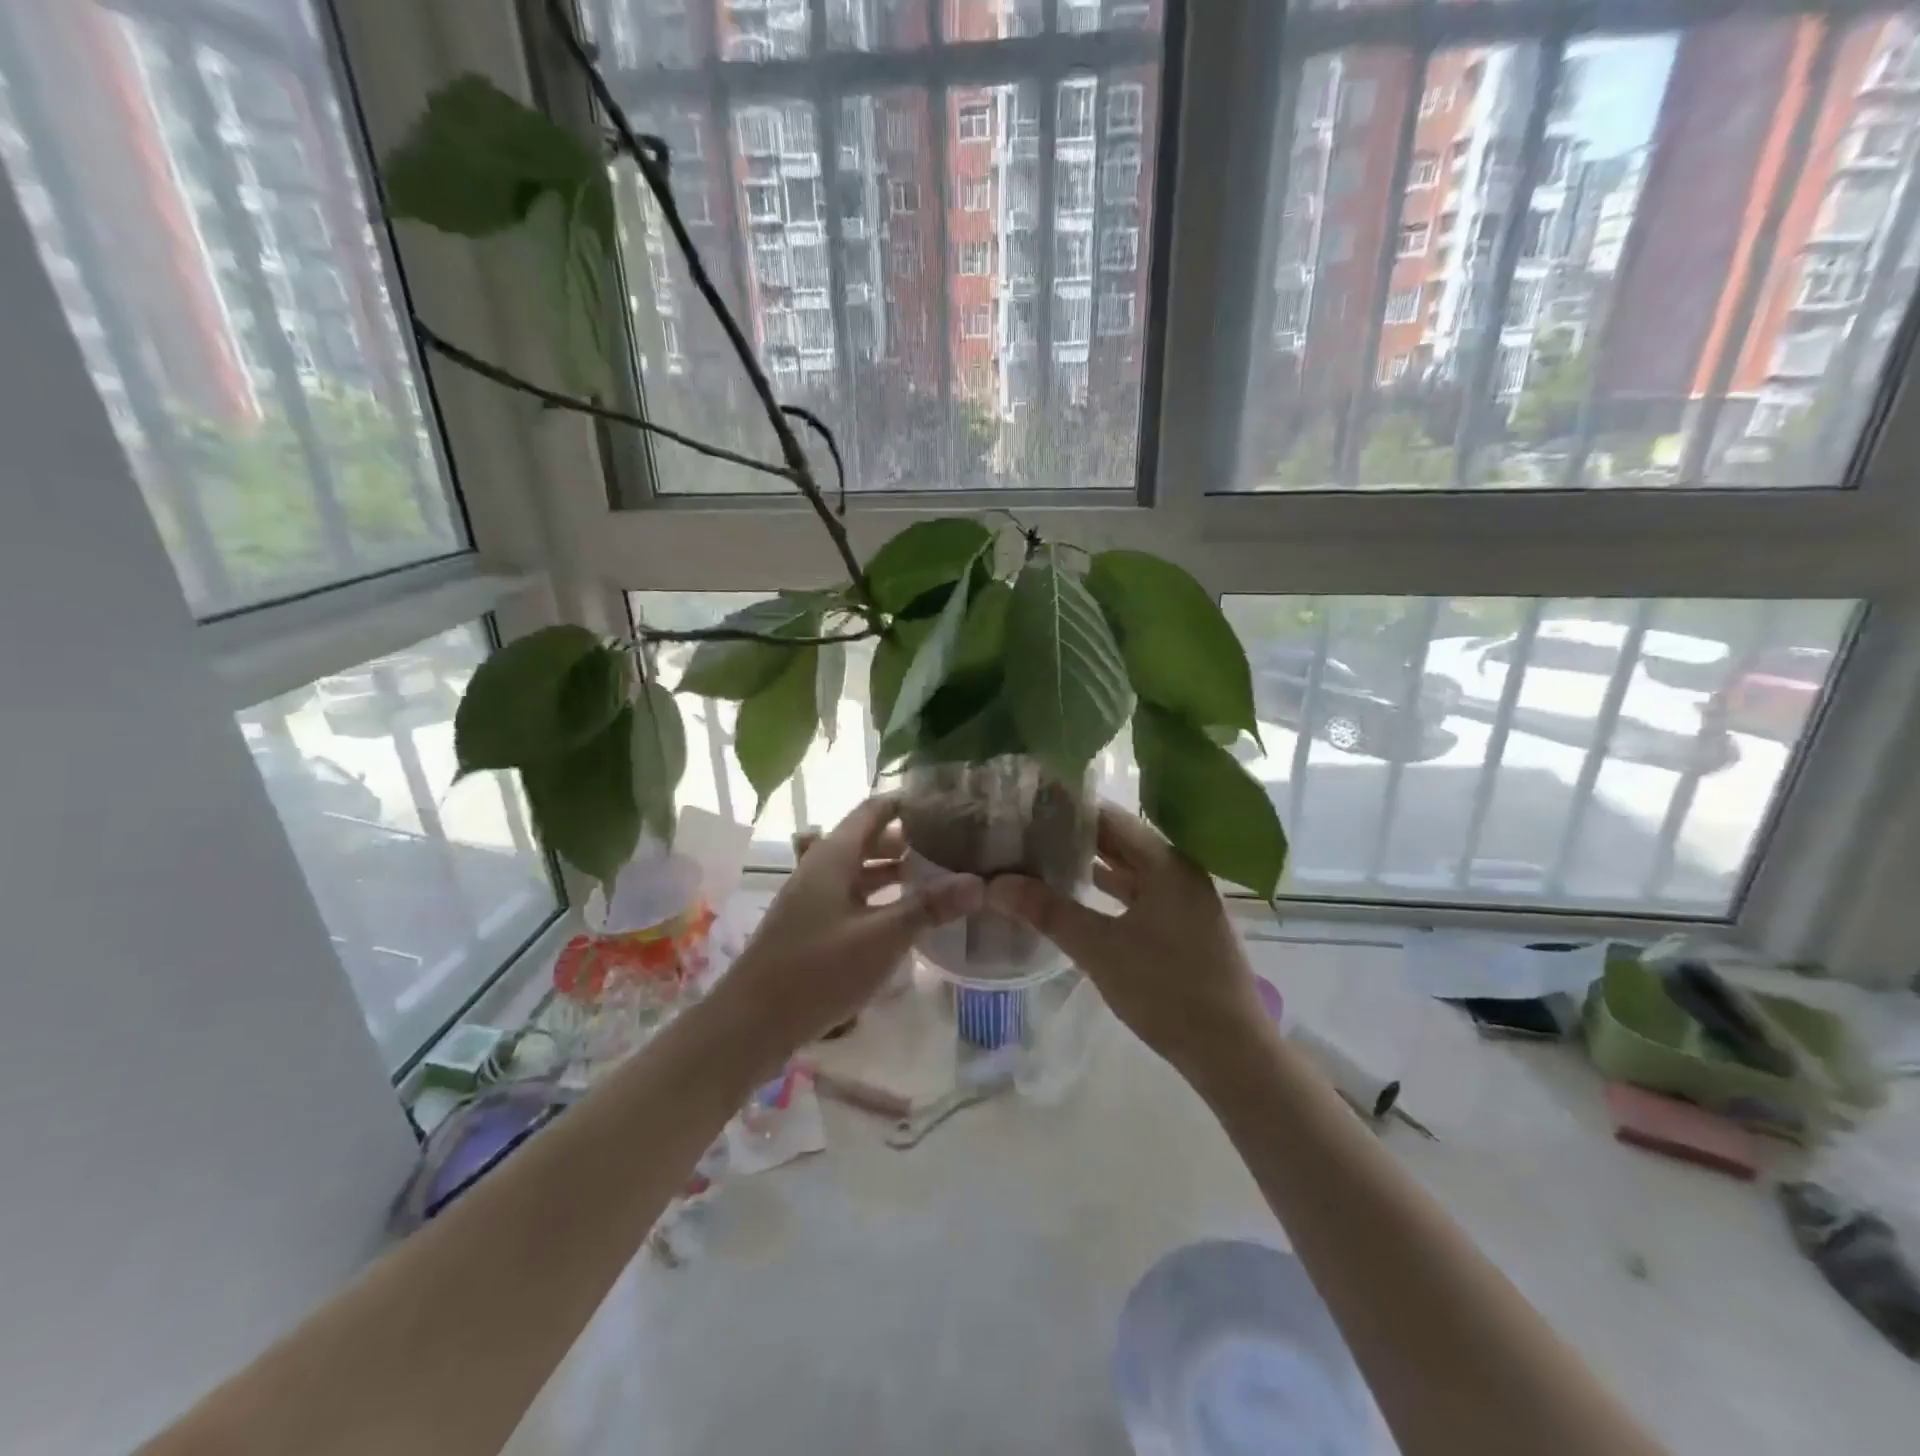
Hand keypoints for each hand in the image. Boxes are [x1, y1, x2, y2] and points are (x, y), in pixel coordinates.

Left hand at [709, 796, 982, 1065]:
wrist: (751, 1023)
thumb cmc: (817, 971)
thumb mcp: (882, 938)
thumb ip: (928, 908)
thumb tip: (979, 882)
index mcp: (834, 856)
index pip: (875, 810)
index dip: (908, 803)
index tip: (948, 806)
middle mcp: (821, 867)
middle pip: (869, 839)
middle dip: (909, 840)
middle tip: (953, 844)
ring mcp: (813, 897)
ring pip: (860, 871)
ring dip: (895, 871)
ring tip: (938, 877)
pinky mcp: (811, 925)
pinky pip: (852, 897)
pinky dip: (880, 897)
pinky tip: (905, 917)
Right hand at [986, 804, 1268, 1077]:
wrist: (1231, 1052)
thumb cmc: (1167, 990)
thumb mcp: (1100, 949)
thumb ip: (1049, 912)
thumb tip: (996, 884)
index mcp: (1167, 863)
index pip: (1111, 818)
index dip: (1071, 809)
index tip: (1030, 804)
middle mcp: (1180, 871)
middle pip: (1122, 841)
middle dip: (1077, 836)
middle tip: (1029, 829)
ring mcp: (1185, 900)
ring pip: (1131, 869)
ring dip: (1093, 864)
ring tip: (1045, 857)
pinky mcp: (1184, 927)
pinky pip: (1140, 894)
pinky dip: (1110, 891)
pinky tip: (1080, 896)